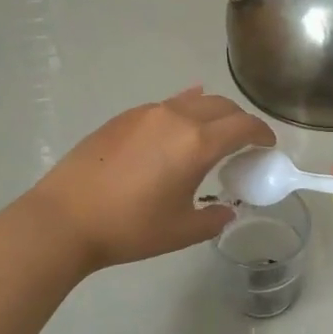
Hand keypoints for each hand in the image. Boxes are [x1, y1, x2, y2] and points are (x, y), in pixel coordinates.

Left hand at [27, 89, 274, 271]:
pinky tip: (180, 123)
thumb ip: (213, 218)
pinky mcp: (123, 118)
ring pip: (192, 102)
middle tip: (244, 144)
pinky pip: (166, 106)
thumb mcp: (181, 231)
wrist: (65, 218)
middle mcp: (176, 118)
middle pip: (221, 106)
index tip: (267, 147)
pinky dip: (184, 112)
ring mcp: (146, 113)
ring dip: (211, 114)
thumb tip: (225, 210)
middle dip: (239, 121)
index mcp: (197, 144)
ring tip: (212, 136)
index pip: (243, 126)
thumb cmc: (130, 228)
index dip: (262, 134)